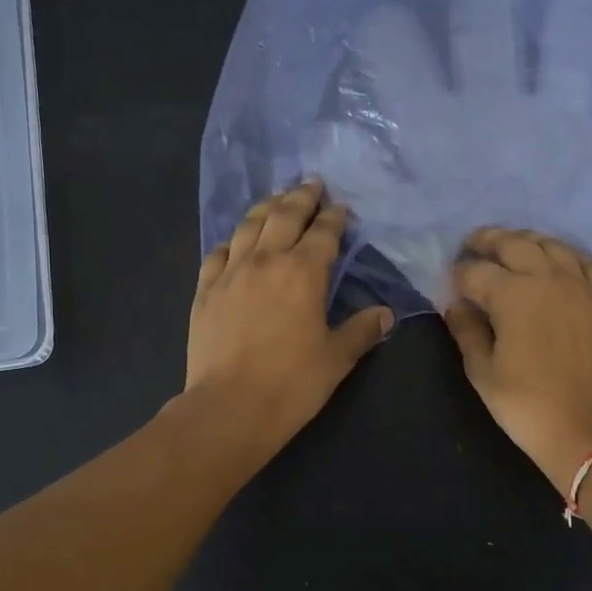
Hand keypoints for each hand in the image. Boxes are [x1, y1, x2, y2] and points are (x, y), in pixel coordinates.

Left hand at [185, 180, 393, 457]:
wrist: (230, 406)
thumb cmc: (292, 383)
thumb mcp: (337, 358)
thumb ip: (361, 330)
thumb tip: (386, 314)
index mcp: (303, 272)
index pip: (323, 233)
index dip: (335, 218)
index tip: (342, 208)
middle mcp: (266, 261)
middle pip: (284, 216)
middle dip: (301, 198)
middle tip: (312, 184)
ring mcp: (231, 273)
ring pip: (248, 226)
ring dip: (266, 207)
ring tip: (276, 198)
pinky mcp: (205, 291)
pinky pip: (218, 253)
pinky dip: (232, 240)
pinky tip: (236, 241)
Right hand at [443, 227, 591, 493]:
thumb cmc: (529, 406)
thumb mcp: (484, 374)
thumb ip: (467, 332)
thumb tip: (457, 306)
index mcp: (512, 294)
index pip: (475, 272)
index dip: (458, 274)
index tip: (450, 282)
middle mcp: (548, 277)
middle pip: (513, 244)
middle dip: (488, 241)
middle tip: (473, 244)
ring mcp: (581, 285)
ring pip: (551, 245)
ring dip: (526, 240)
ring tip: (511, 245)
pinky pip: (585, 262)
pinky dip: (566, 254)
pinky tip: (558, 260)